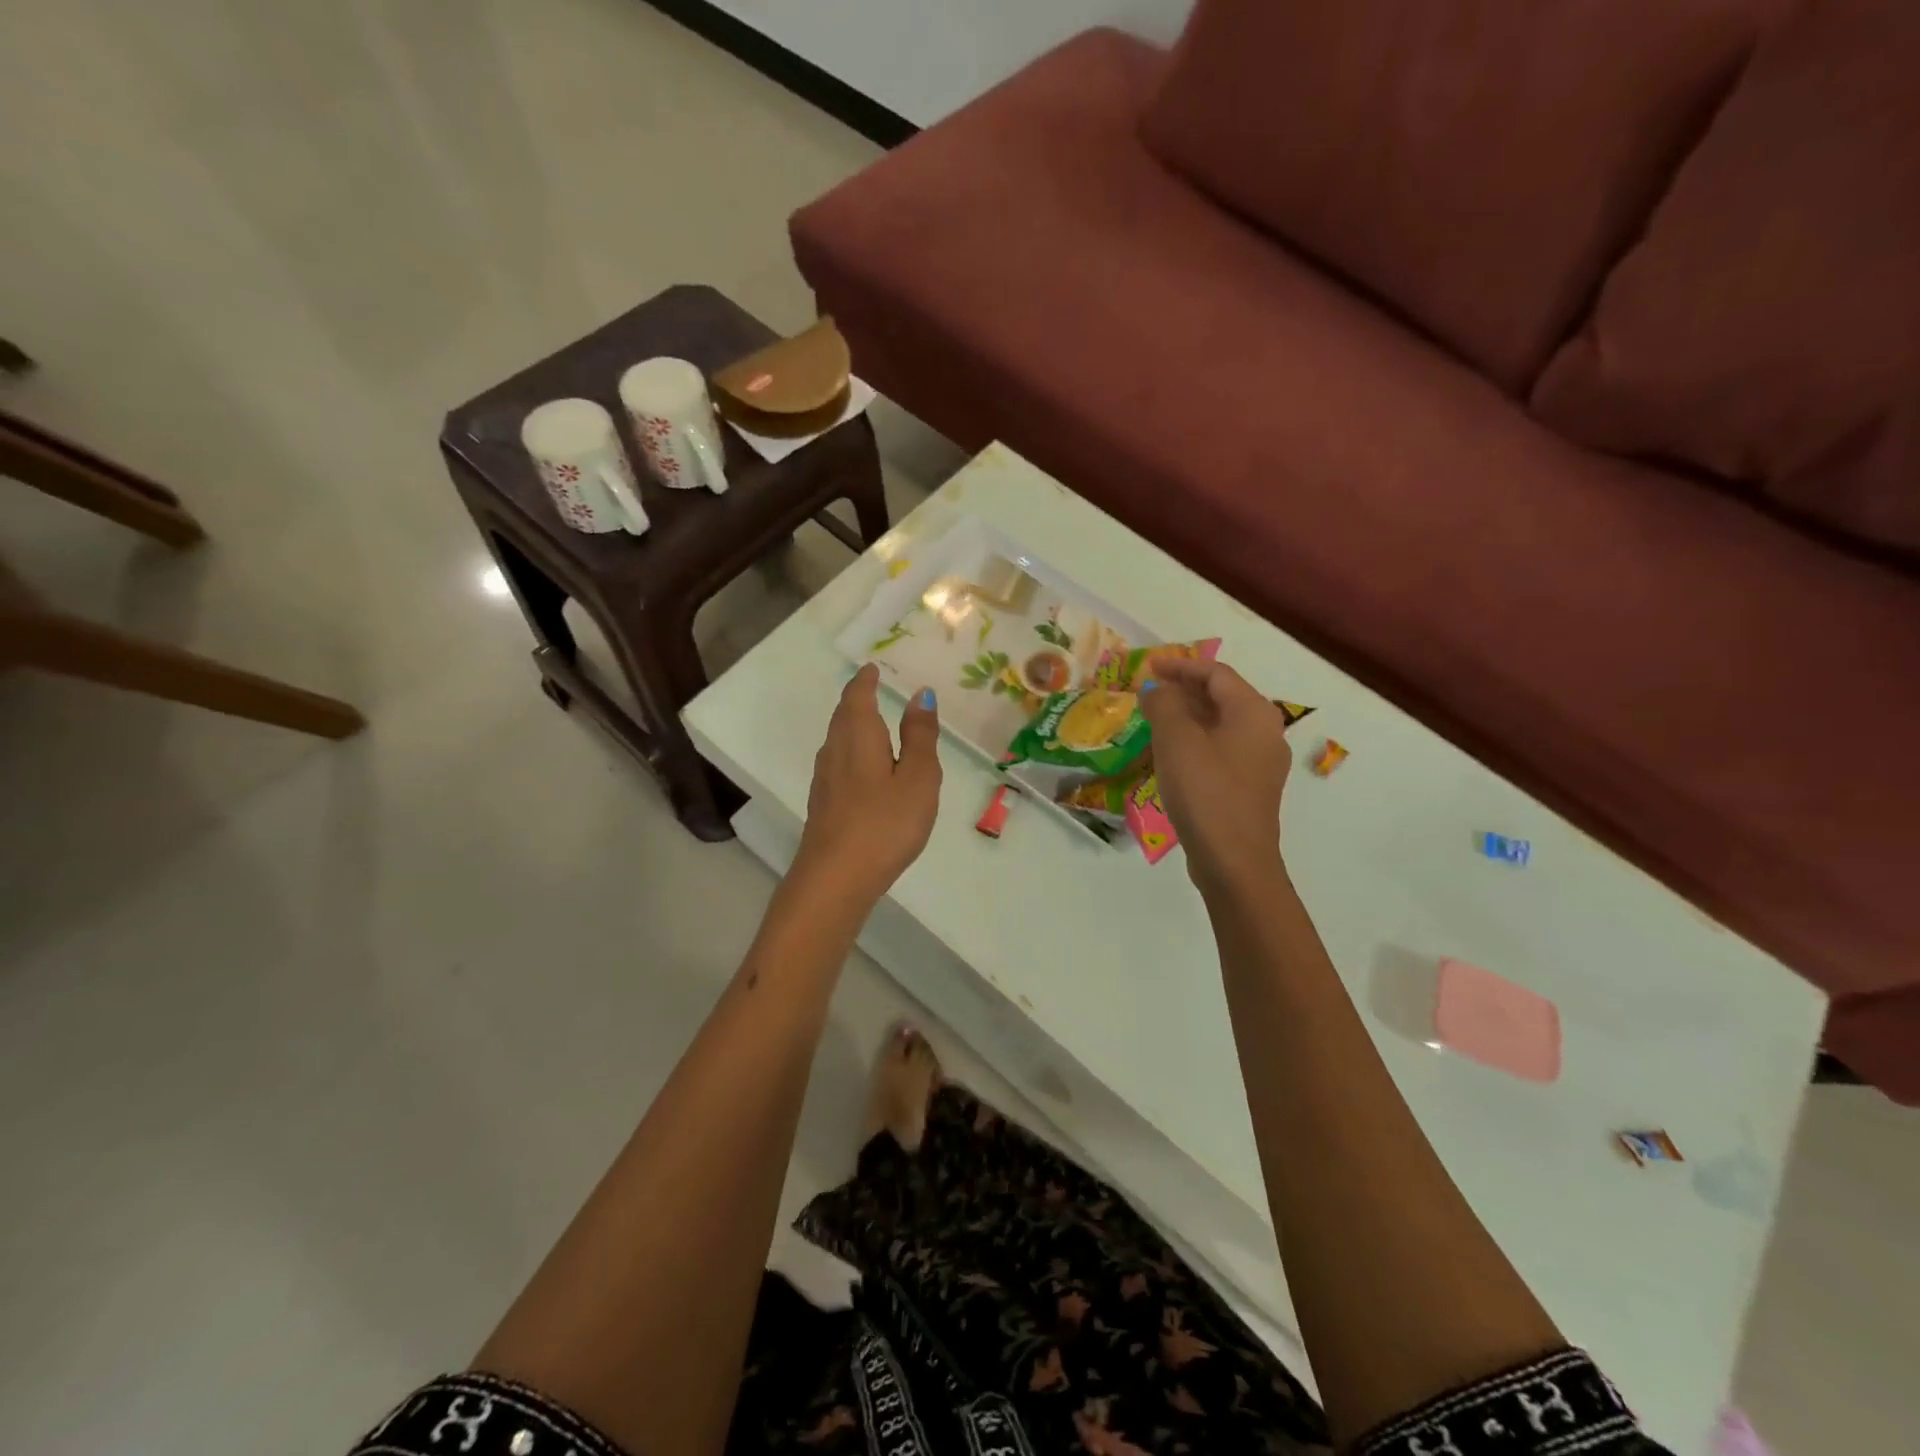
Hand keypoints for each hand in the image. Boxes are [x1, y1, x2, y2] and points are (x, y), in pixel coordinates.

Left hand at [794, 665, 942, 903]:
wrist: (835, 878)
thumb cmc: (885, 824)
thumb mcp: (917, 778)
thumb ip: (920, 737)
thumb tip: (920, 694)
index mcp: (859, 737)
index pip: (858, 697)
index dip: (866, 681)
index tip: (872, 669)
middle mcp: (835, 751)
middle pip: (843, 716)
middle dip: (856, 700)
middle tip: (872, 689)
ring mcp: (824, 779)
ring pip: (836, 740)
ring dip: (851, 724)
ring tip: (870, 722)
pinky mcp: (823, 804)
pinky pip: (837, 762)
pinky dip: (850, 751)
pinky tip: (862, 768)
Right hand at [1140, 656, 1291, 891]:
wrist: (1234, 861)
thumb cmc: (1206, 793)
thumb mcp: (1177, 741)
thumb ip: (1165, 705)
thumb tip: (1157, 690)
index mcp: (1254, 712)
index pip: (1216, 673)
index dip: (1180, 666)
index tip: (1148, 668)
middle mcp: (1265, 732)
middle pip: (1222, 697)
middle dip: (1184, 690)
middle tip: (1148, 691)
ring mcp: (1260, 762)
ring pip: (1220, 725)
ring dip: (1187, 716)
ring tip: (1153, 718)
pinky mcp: (1248, 788)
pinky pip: (1221, 750)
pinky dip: (1195, 741)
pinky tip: (1169, 753)